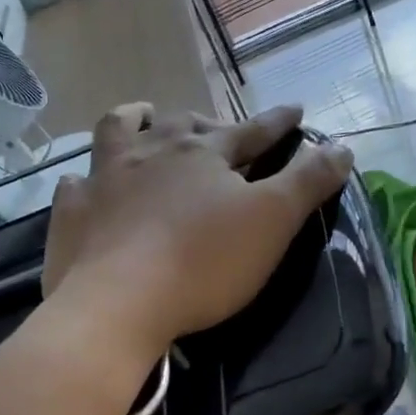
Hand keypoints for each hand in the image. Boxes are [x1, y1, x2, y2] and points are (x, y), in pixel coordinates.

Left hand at [42, 103, 352, 353]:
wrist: (118, 304)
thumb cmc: (204, 262)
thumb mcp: (272, 221)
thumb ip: (308, 180)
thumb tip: (342, 145)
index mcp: (205, 152)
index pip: (253, 130)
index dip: (278, 121)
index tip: (296, 110)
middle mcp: (152, 151)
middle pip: (184, 123)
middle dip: (207, 122)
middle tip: (217, 130)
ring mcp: (105, 178)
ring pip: (118, 131)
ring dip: (134, 120)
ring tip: (144, 117)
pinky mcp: (73, 212)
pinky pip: (76, 183)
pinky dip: (86, 178)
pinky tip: (87, 184)